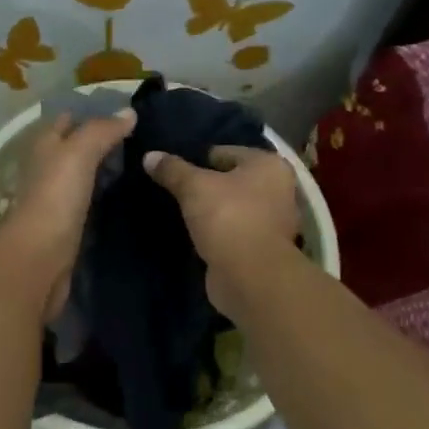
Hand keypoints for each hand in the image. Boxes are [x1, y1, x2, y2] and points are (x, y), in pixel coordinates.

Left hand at [0, 109, 135, 318]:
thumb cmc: (55, 199)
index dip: (91, 114)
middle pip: (75, 150)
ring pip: (83, 178)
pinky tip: (127, 198)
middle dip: (102, 143)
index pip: (67, 121)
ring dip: (105, 172)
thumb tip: (129, 113)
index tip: (127, 114)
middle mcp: (48, 172)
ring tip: (142, 166)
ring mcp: (57, 202)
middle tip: (143, 140)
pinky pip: (89, 205)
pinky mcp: (68, 229)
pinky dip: (105, 198)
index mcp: (46, 148)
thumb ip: (101, 132)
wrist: (40, 260)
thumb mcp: (78, 154)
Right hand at [143, 145, 298, 314]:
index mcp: (268, 165)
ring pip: (233, 208)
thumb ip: (172, 170)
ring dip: (213, 211)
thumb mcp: (193, 187)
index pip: (226, 152)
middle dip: (206, 185)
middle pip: (232, 180)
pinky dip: (218, 232)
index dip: (198, 158)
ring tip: (182, 212)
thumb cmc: (228, 217)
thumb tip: (149, 156)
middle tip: (175, 190)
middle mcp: (278, 189)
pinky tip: (195, 235)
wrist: (250, 276)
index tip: (174, 170)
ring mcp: (273, 222)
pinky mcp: (262, 249)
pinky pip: (234, 231)